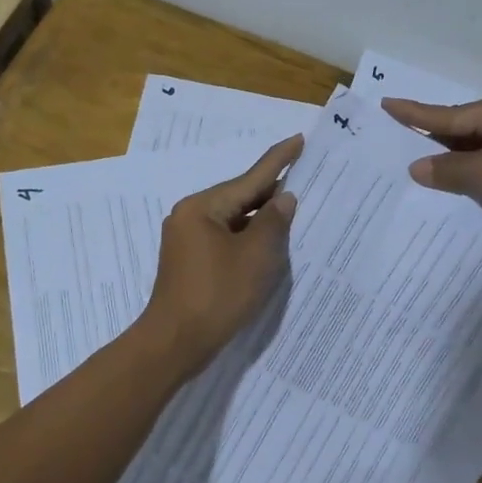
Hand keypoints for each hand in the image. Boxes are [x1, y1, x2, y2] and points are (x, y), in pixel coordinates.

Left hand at [140, 134, 301, 372]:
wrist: (175, 343)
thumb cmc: (217, 295)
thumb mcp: (255, 256)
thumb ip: (273, 222)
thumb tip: (283, 199)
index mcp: (202, 208)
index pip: (249, 178)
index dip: (279, 160)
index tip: (298, 139)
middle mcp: (190, 216)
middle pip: (239, 196)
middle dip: (271, 192)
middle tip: (305, 177)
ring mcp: (188, 239)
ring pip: (233, 219)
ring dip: (260, 218)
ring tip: (294, 209)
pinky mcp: (191, 261)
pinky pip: (226, 238)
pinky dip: (248, 238)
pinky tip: (269, 241)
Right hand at [381, 90, 481, 246]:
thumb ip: (449, 170)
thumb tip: (417, 167)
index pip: (452, 114)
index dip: (418, 113)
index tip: (388, 104)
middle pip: (468, 130)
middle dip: (436, 140)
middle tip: (399, 140)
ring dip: (456, 163)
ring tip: (420, 167)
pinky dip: (477, 177)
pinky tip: (458, 187)